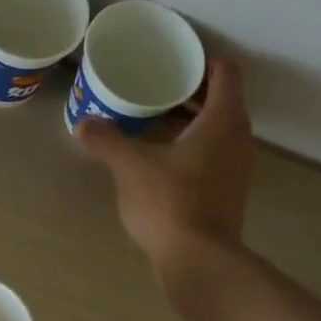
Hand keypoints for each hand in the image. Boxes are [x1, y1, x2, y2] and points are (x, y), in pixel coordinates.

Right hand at [76, 56, 252, 266]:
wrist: (198, 260)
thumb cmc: (170, 202)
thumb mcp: (130, 166)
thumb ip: (106, 140)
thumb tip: (82, 124)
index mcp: (223, 120)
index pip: (225, 73)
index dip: (202, 61)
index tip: (174, 61)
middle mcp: (239, 139)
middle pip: (223, 101)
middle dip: (191, 91)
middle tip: (157, 87)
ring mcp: (237, 169)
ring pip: (218, 130)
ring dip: (192, 121)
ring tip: (155, 120)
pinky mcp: (228, 193)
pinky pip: (213, 155)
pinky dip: (193, 148)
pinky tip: (162, 159)